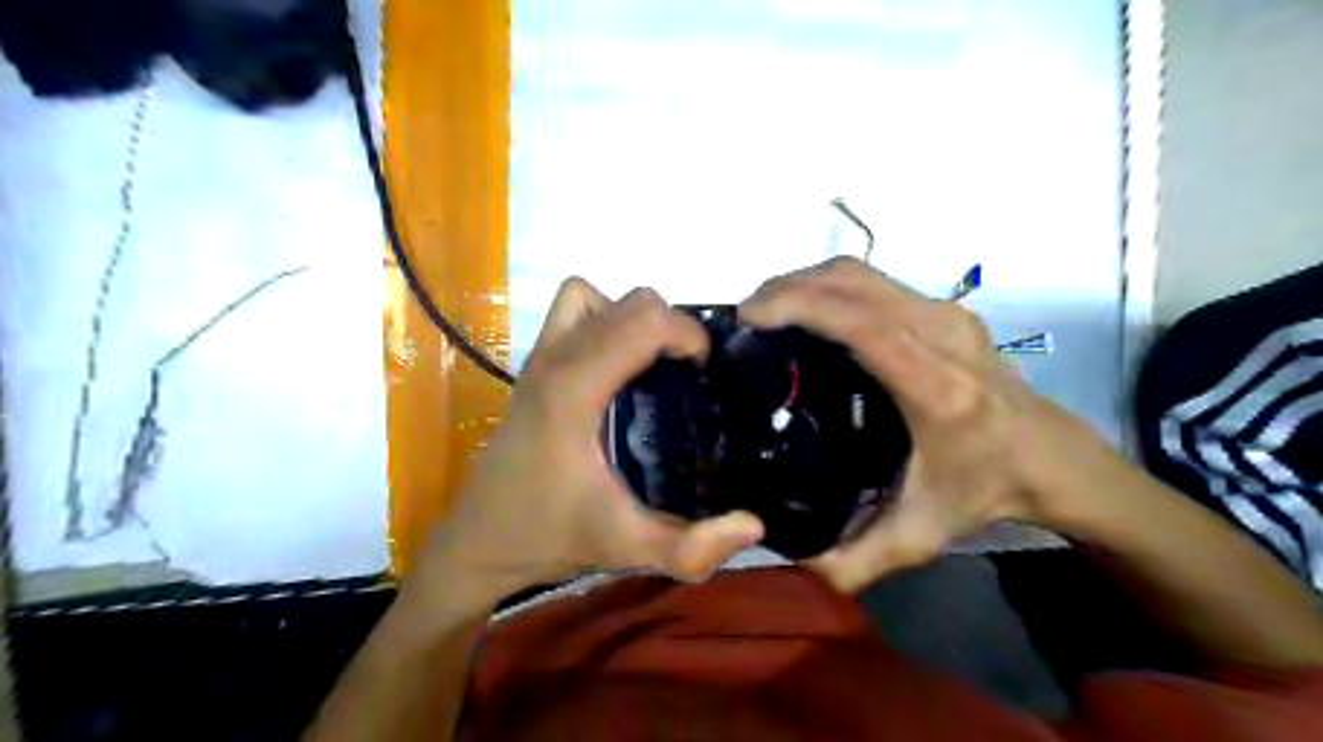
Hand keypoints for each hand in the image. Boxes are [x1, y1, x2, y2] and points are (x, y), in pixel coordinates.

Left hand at [411, 277, 764, 607]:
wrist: (480, 541)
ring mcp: (539, 356)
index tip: (707, 373)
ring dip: (634, 319)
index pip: (644, 320)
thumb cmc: (549, 537)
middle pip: (630, 301)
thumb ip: (692, 548)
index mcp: (575, 388)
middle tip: (689, 376)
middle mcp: (555, 358)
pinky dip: (603, 320)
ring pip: (597, 297)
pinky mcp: (534, 365)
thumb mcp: (626, 547)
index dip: (688, 335)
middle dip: (672, 327)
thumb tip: (756, 525)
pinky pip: (573, 312)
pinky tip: (617, 368)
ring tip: (653, 365)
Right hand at [740, 255, 1078, 591]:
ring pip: (862, 272)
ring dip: (807, 280)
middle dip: (789, 286)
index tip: (750, 316)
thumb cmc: (985, 490)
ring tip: (768, 310)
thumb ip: (854, 561)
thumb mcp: (919, 536)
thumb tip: (790, 559)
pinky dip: (831, 286)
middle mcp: (942, 335)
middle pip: (853, 281)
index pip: (862, 323)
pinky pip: (875, 281)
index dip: (800, 305)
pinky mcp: (944, 308)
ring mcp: (946, 314)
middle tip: (747, 316)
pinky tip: (808, 312)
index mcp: (936, 387)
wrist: (1052, 457)